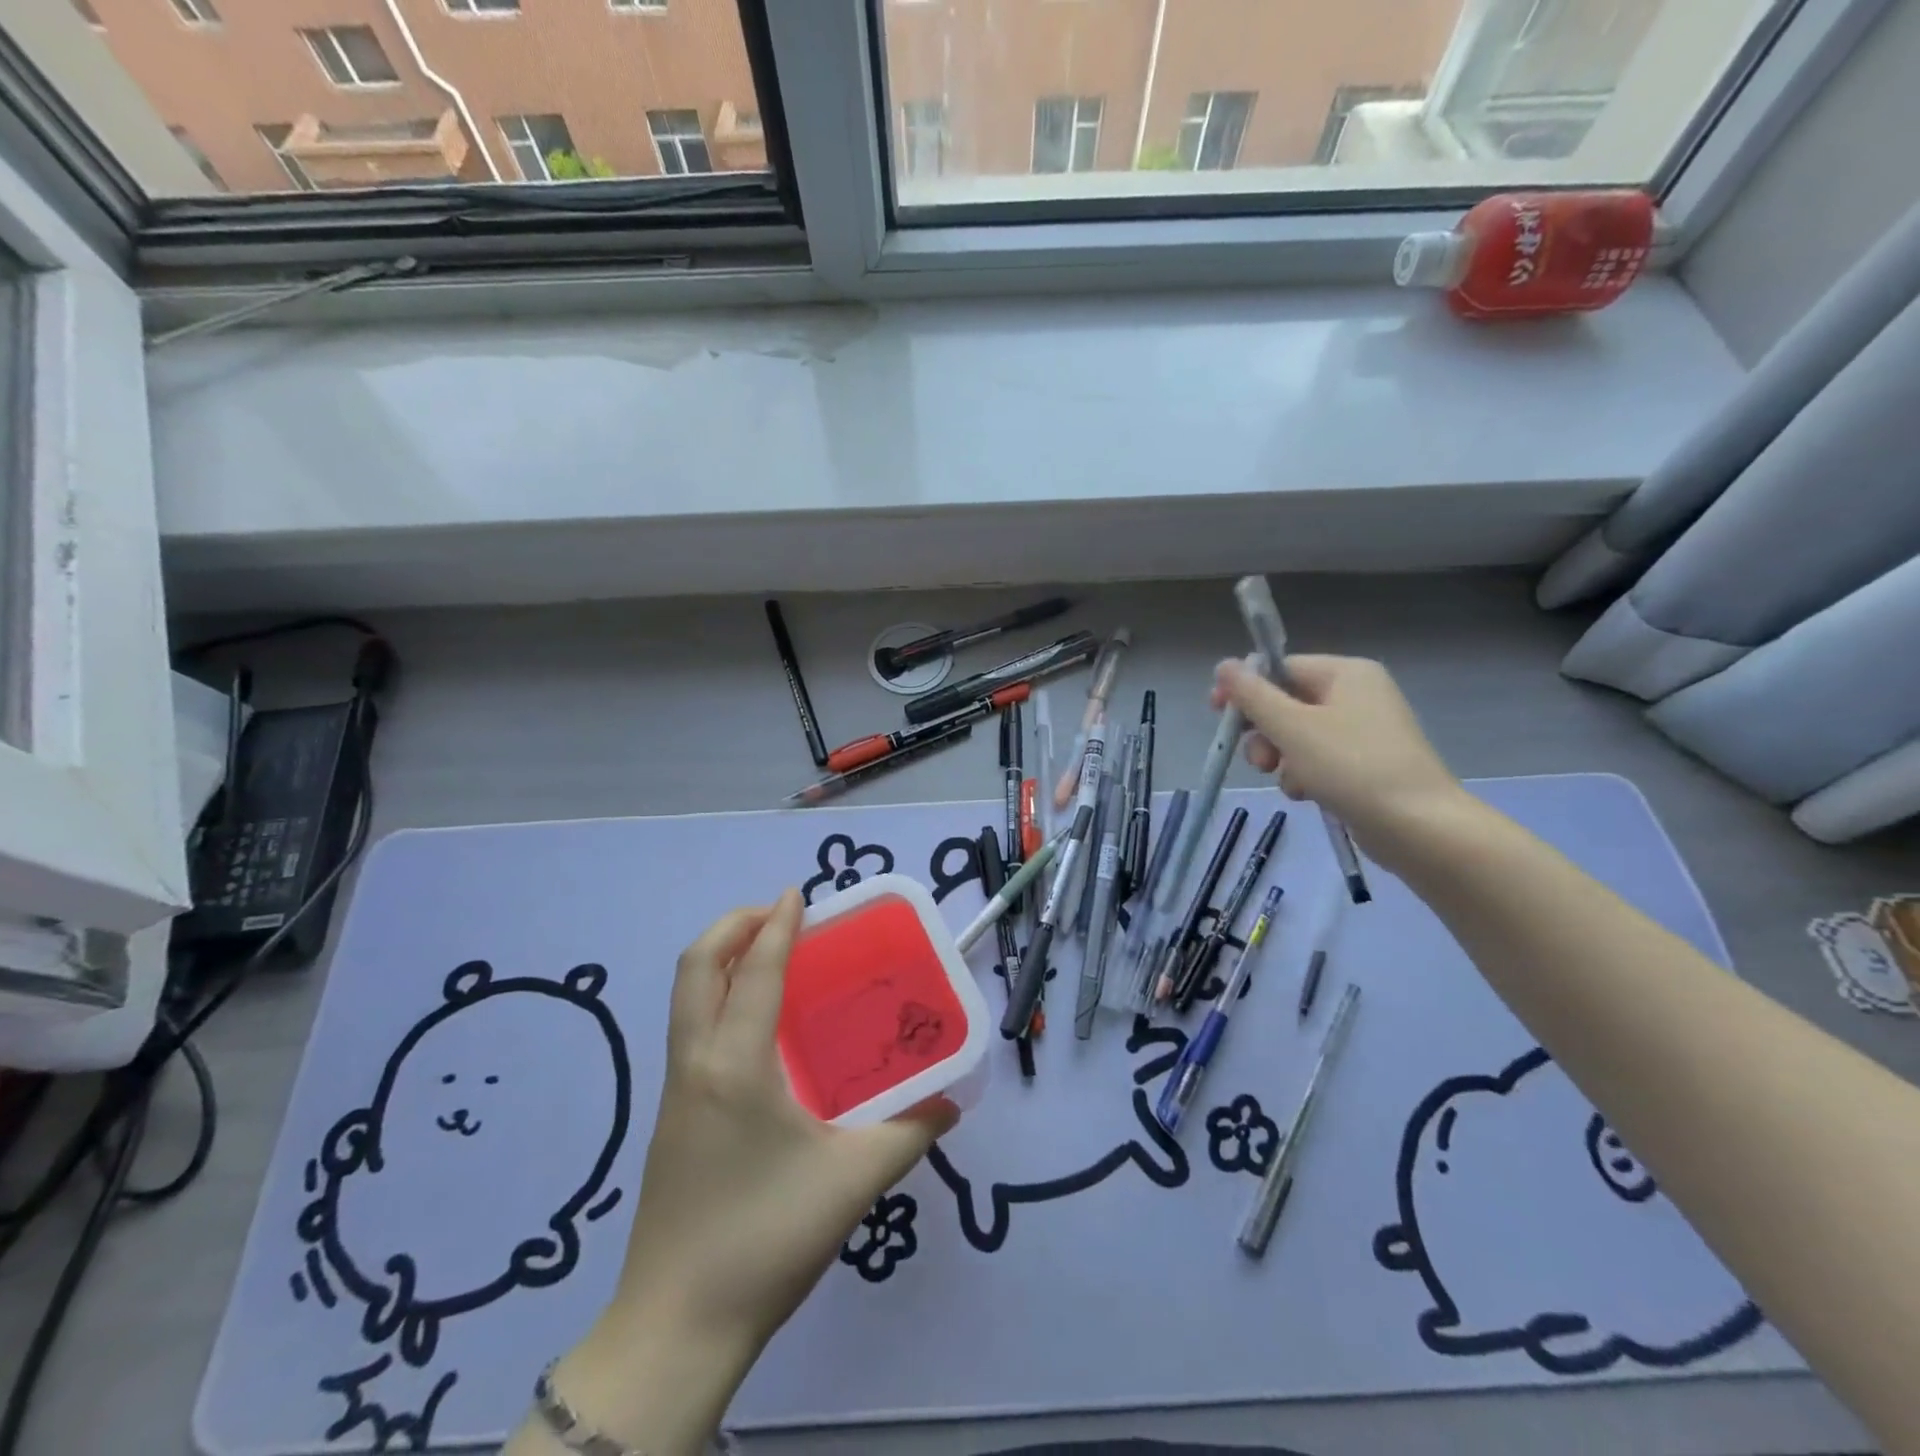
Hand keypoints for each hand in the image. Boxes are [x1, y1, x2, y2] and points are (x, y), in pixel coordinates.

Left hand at [618, 888, 955, 1341]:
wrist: (676, 1328)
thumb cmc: (765, 1239)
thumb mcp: (851, 1182)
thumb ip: (909, 1134)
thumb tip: (948, 1103)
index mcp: (734, 1065)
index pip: (753, 970)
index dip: (775, 924)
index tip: (798, 894)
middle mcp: (695, 1063)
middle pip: (695, 967)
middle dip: (732, 926)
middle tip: (778, 916)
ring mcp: (675, 1091)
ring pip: (685, 997)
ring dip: (721, 960)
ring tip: (770, 956)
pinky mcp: (672, 1118)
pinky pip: (690, 1029)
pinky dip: (717, 997)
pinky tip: (758, 1027)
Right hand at [1212, 654, 1464, 869]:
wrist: (1419, 827)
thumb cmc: (1352, 767)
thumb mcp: (1292, 728)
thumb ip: (1253, 695)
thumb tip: (1224, 664)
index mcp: (1345, 674)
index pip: (1280, 668)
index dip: (1246, 690)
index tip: (1218, 715)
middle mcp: (1357, 695)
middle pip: (1286, 703)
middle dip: (1264, 734)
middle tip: (1260, 761)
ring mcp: (1363, 731)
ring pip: (1297, 736)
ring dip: (1281, 759)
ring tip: (1290, 783)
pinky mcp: (1364, 764)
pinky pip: (1317, 760)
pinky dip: (1304, 775)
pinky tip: (1307, 795)